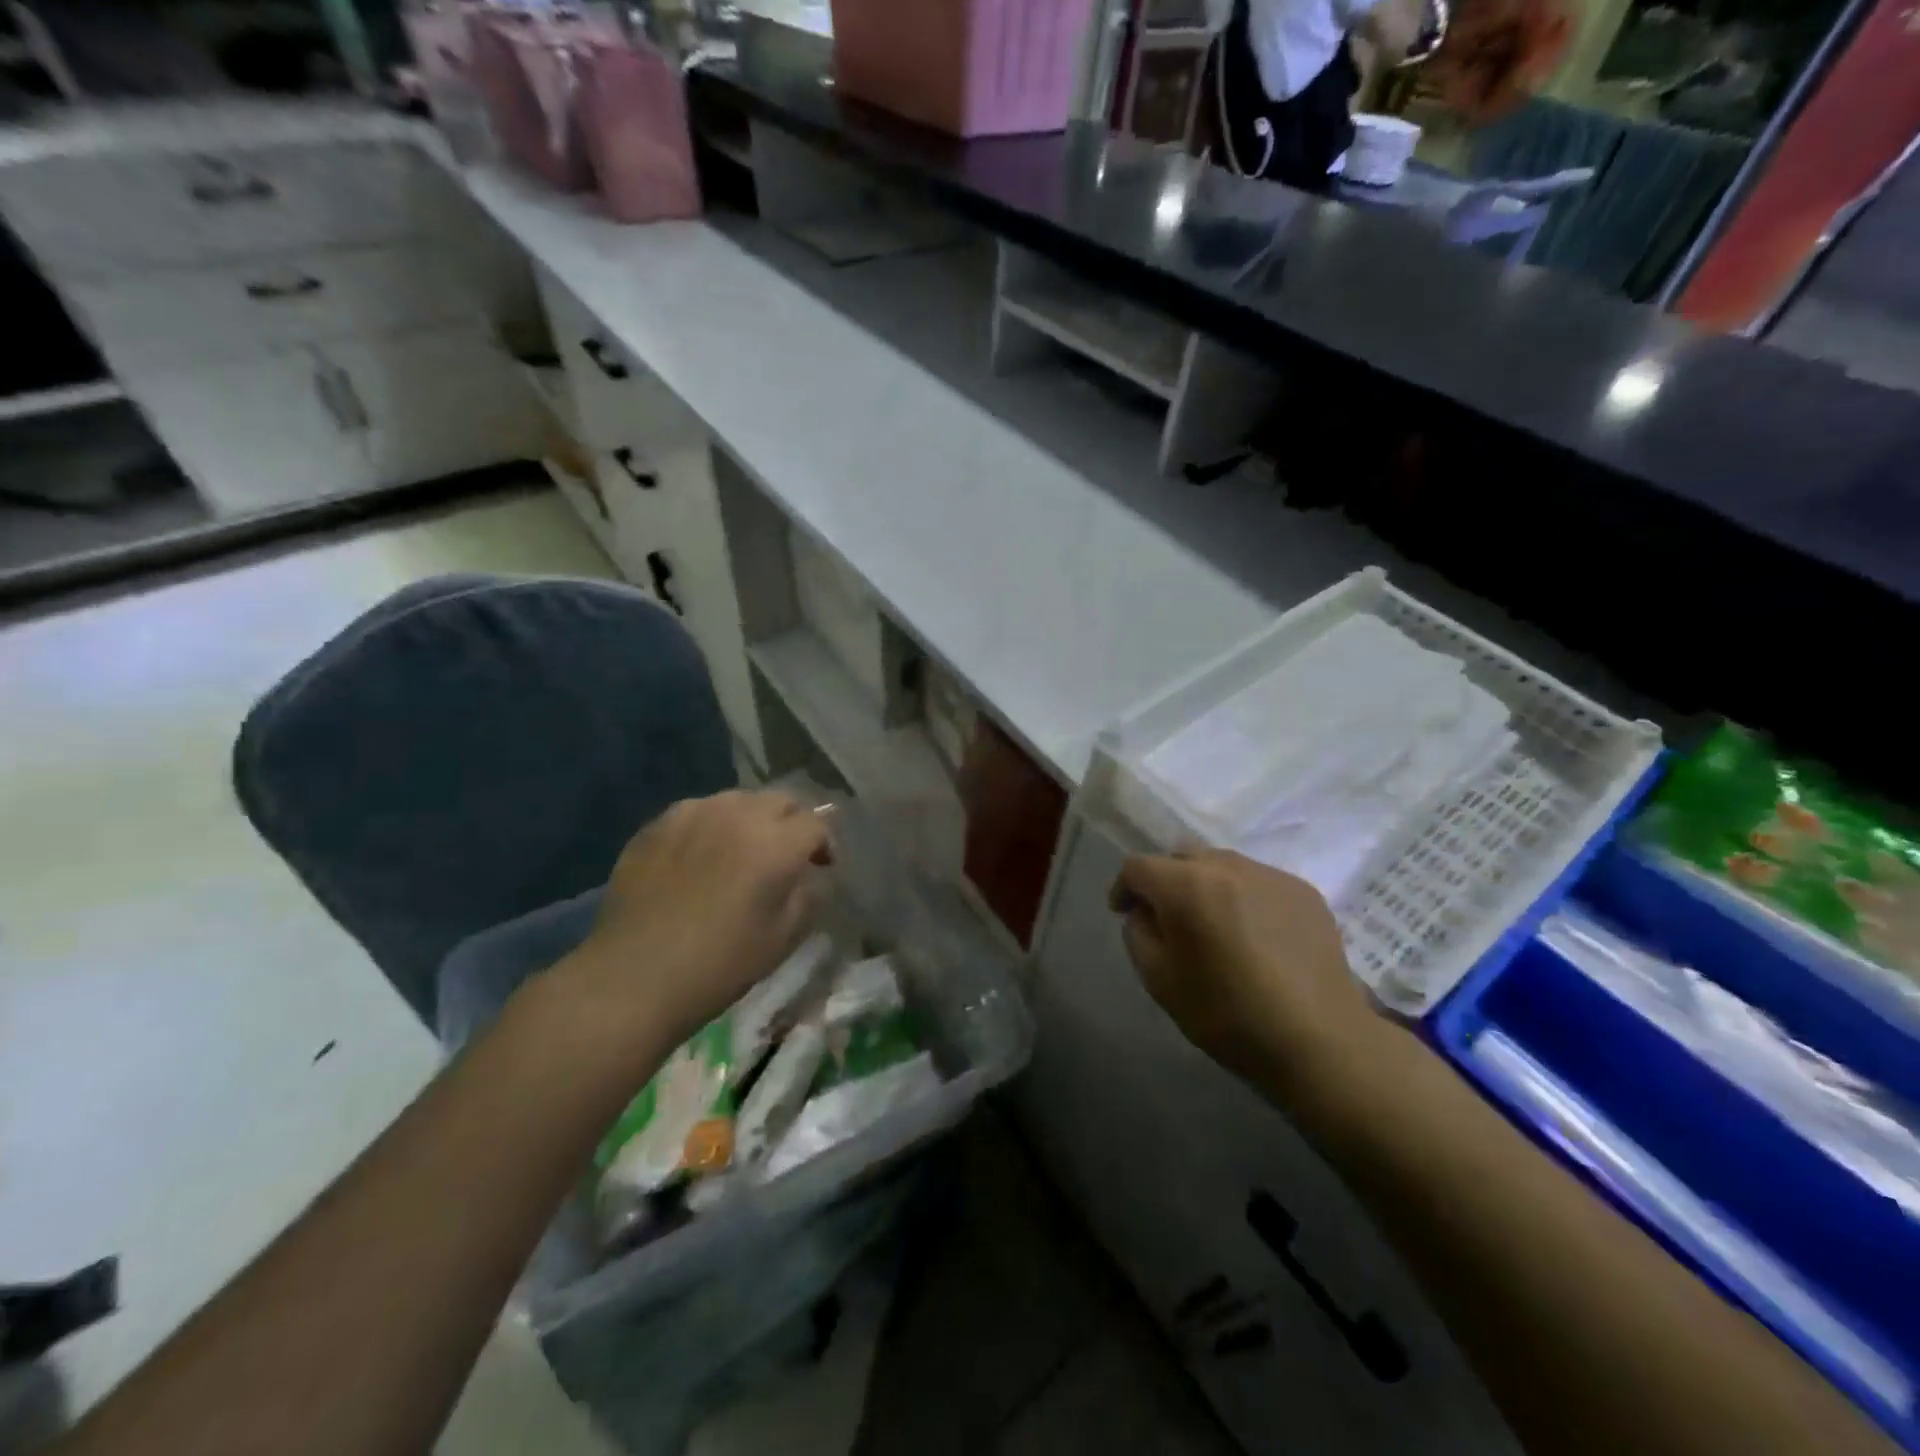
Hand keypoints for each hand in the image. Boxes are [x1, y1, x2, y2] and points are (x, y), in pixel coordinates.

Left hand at [569, 790, 832, 1051]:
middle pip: (780, 800)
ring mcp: (693, 814)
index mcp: (776, 843)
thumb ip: (808, 897)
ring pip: (737, 800)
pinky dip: (711, 825)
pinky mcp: (657, 824)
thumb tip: (810, 876)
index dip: (824, 843)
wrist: (633, 976)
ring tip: (742, 850)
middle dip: (792, 822)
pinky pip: (698, 811)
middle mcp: (738, 815)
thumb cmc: (719, 964)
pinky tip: (700, 855)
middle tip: (786, 854)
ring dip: (751, 819)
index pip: (816, 823)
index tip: (821, 867)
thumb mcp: (783, 939)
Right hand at [1110, 850, 1382, 1100]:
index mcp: (1186, 886)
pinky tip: (1255, 936)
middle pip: (1180, 856)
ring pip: (1221, 865)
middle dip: (1165, 882)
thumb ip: (1138, 934)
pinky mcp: (1303, 890)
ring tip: (1215, 926)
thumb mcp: (1160, 982)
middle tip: (1169, 920)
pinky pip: (1258, 881)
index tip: (1123, 914)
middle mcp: (1227, 866)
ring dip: (1206, 887)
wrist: (1320, 1041)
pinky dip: (1244, 898)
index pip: (1138, 866)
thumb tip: (1147, 912)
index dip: (1123, 888)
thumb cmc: (1229, 1016)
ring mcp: (1270, 875)